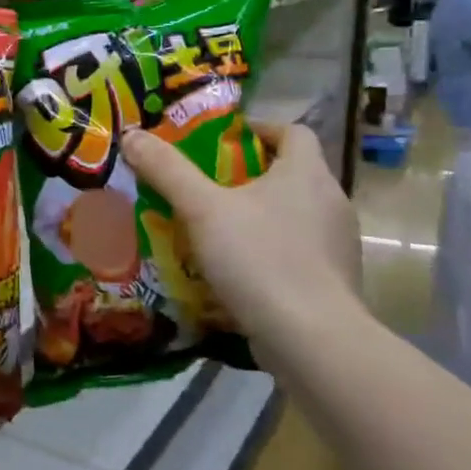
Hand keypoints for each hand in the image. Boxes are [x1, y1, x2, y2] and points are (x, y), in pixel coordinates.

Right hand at [120, 122, 360, 335]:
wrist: (312, 340)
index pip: (294, 132)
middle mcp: (331, 202)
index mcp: (307, 173)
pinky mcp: (334, 283)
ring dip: (260, 217)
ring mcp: (338, 246)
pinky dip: (270, 254)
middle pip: (292, 174)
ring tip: (217, 231)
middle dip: (251, 176)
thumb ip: (168, 171)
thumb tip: (133, 135)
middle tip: (208, 186)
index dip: (260, 129)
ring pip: (295, 217)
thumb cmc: (260, 259)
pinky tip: (239, 273)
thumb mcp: (202, 210)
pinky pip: (298, 254)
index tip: (224, 140)